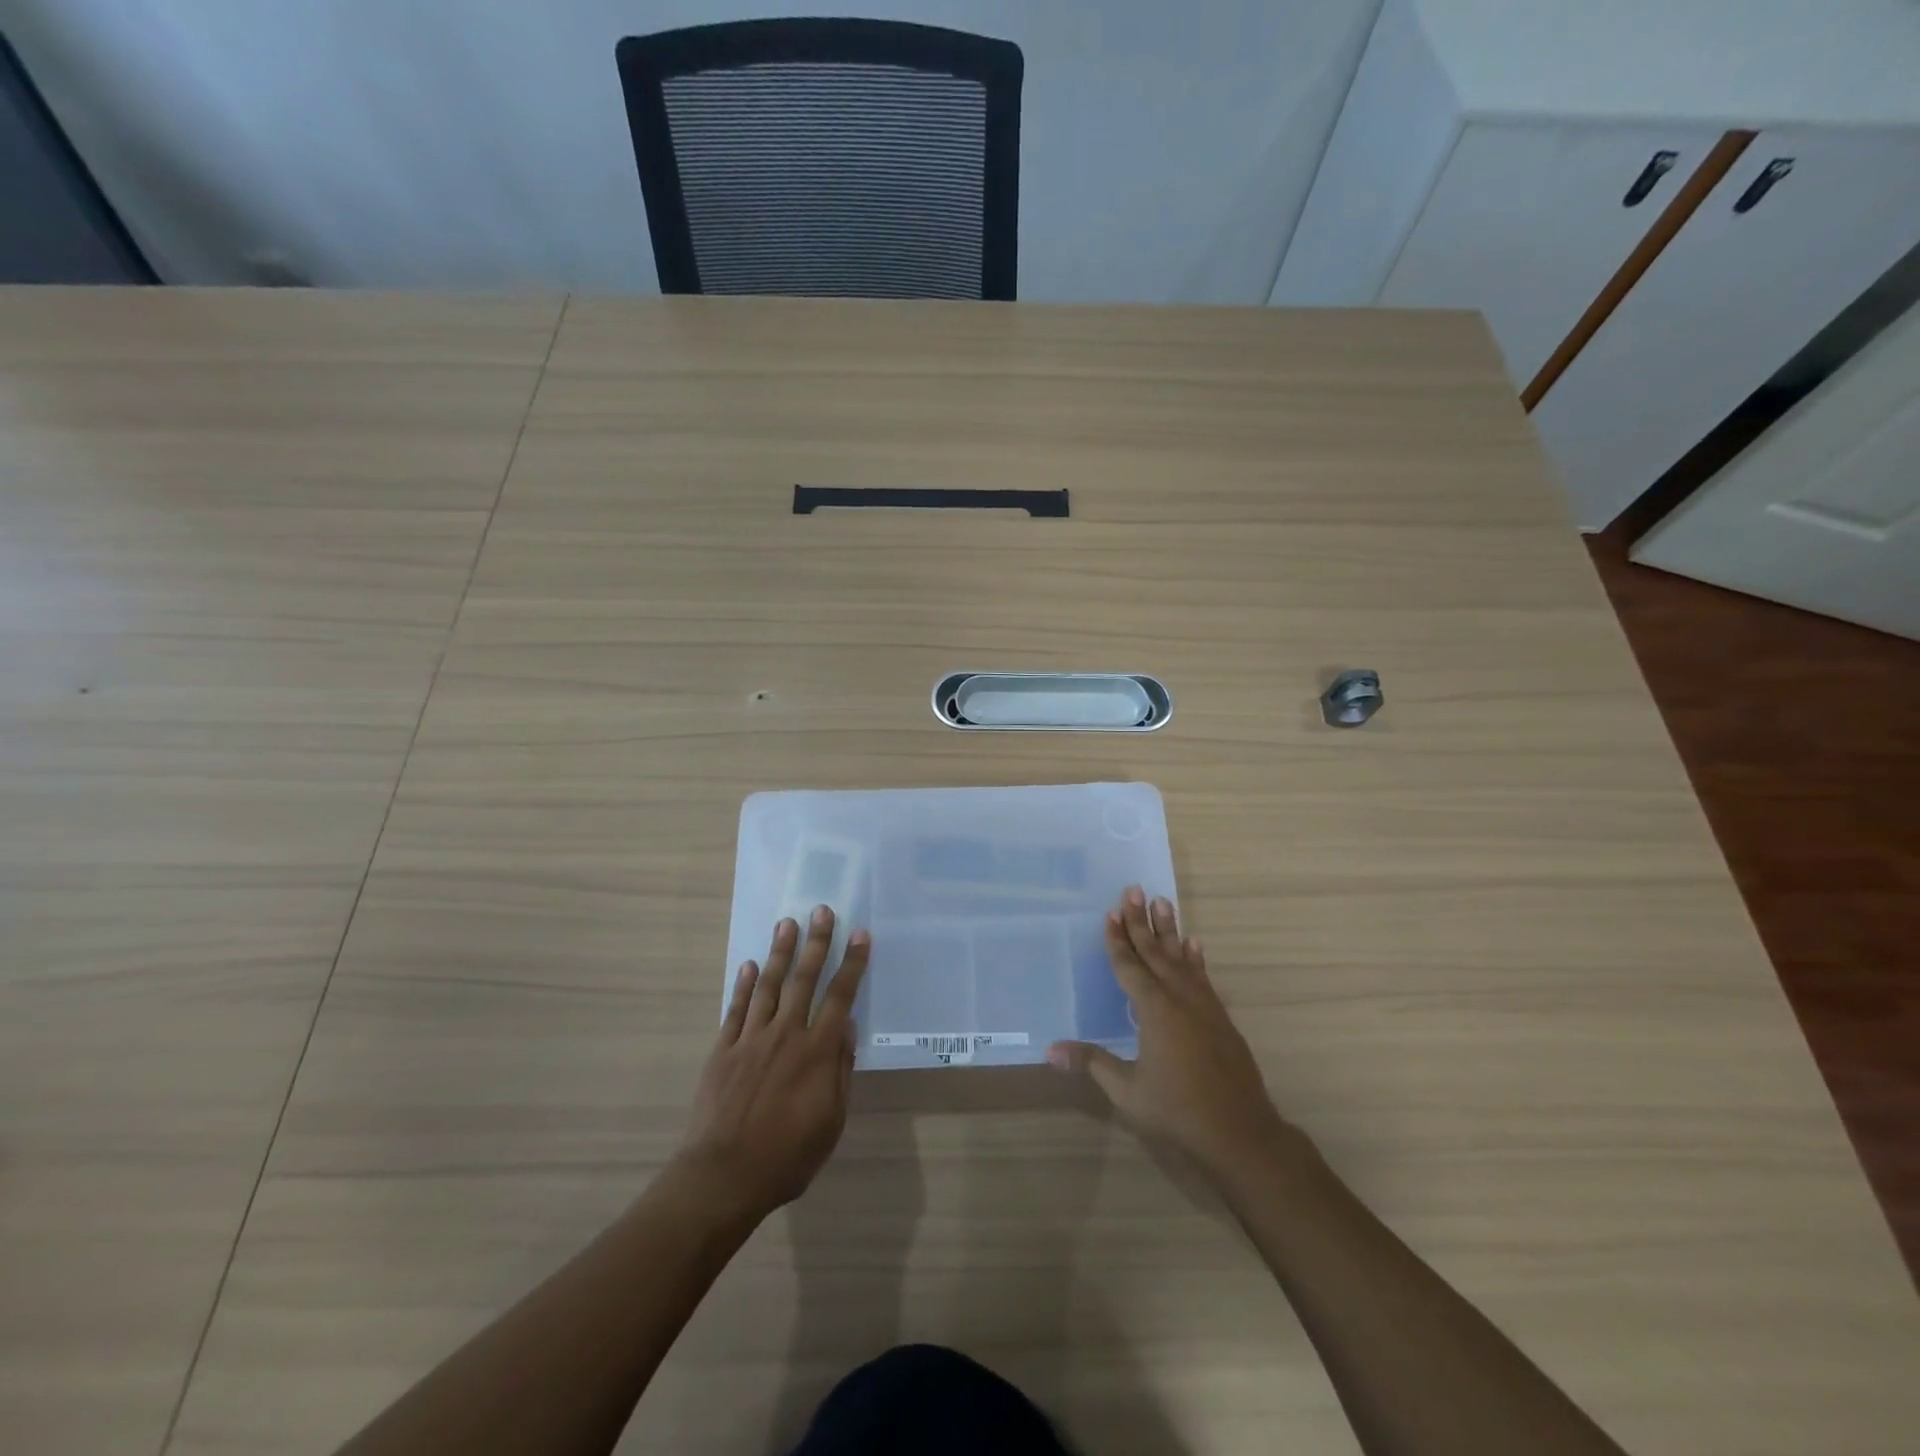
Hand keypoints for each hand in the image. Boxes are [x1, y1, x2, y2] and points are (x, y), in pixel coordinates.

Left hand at [678, 906, 870, 1221]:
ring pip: (770, 986)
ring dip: (780, 952)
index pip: (840, 997)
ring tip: (787, 923)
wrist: (723, 1176)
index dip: (852, 964)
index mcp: (817, 1052)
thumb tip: (847, 1028)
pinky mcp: (723, 1050)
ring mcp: (751, 1039)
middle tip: (822, 910)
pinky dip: (744, 985)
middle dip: (816, 943)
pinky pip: (736, 1009)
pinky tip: (750, 965)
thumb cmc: (787, 1156)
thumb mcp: (831, 1122)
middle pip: (805, 980)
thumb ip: (840, 1072)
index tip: (860, 935)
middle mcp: (786, 1034)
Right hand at [1050, 887, 1286, 1183]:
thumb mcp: (1127, 1090)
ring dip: (1170, 930)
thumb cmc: (1177, 1111)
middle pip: (1156, 952)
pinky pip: (1203, 977)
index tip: (1112, 912)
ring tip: (1163, 902)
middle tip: (1134, 890)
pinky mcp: (1221, 1018)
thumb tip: (1049, 1050)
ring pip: (1182, 958)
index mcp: (1155, 1010)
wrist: (1240, 1133)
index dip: (1119, 940)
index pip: (1130, 967)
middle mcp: (1180, 999)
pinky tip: (1194, 944)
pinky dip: (1196, 958)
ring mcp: (1204, 1006)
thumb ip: (1092, 1063)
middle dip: (1142, 921)